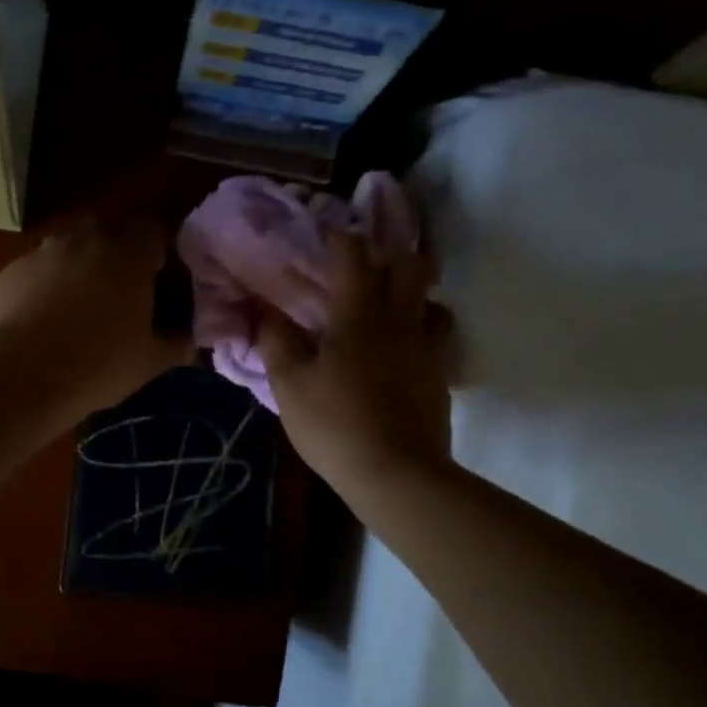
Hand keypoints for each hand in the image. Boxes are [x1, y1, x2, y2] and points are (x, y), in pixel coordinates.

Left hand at [0, 217, 192, 420]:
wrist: (22, 373)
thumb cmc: (98, 365)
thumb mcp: (149, 362)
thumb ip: (175, 344)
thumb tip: (189, 339)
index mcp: (127, 256)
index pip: (150, 226)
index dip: (154, 245)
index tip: (155, 271)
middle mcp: (85, 241)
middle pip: (105, 226)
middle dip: (113, 246)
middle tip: (116, 284)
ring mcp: (42, 252)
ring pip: (66, 245)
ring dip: (75, 263)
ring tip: (76, 302)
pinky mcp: (10, 271)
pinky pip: (34, 269)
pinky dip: (42, 284)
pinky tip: (40, 317)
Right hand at [258, 231, 454, 499]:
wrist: (396, 474)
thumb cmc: (335, 425)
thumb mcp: (290, 386)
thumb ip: (276, 342)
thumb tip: (266, 311)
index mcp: (359, 314)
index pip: (353, 255)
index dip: (340, 237)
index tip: (328, 232)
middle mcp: (400, 320)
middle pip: (411, 265)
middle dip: (393, 252)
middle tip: (372, 260)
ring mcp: (427, 348)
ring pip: (434, 301)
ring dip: (416, 294)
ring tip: (394, 307)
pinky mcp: (441, 377)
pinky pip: (438, 339)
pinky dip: (423, 333)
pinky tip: (405, 352)